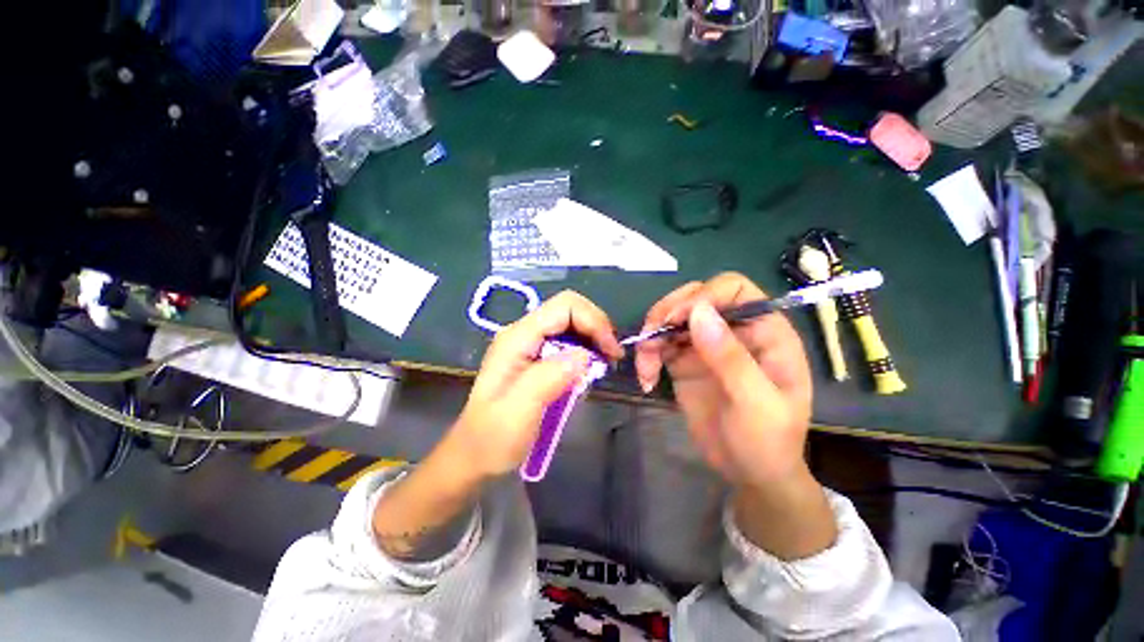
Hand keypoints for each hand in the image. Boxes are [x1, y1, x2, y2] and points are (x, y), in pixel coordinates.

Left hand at [450, 291, 623, 478]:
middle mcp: (523, 333)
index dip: (593, 321)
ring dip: (594, 338)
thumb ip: (548, 378)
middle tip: (613, 358)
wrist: (474, 457)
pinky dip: (586, 349)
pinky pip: (568, 341)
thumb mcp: (517, 413)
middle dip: (597, 327)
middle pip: (570, 310)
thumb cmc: (492, 439)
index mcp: (517, 338)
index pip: (564, 307)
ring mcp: (529, 344)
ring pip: (571, 324)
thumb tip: (584, 355)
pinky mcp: (536, 357)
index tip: (611, 352)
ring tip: (606, 363)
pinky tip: (591, 368)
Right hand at [634, 273, 813, 487]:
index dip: (704, 295)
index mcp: (763, 331)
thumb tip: (698, 312)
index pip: (734, 289)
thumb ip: (730, 357)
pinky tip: (646, 378)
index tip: (678, 319)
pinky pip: (660, 344)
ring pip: (672, 319)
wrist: (747, 472)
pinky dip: (647, 355)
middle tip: (652, 336)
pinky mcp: (684, 361)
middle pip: (695, 297)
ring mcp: (705, 344)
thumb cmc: (767, 441)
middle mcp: (732, 330)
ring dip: (652, 335)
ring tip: (645, 365)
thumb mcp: (755, 403)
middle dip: (668, 312)